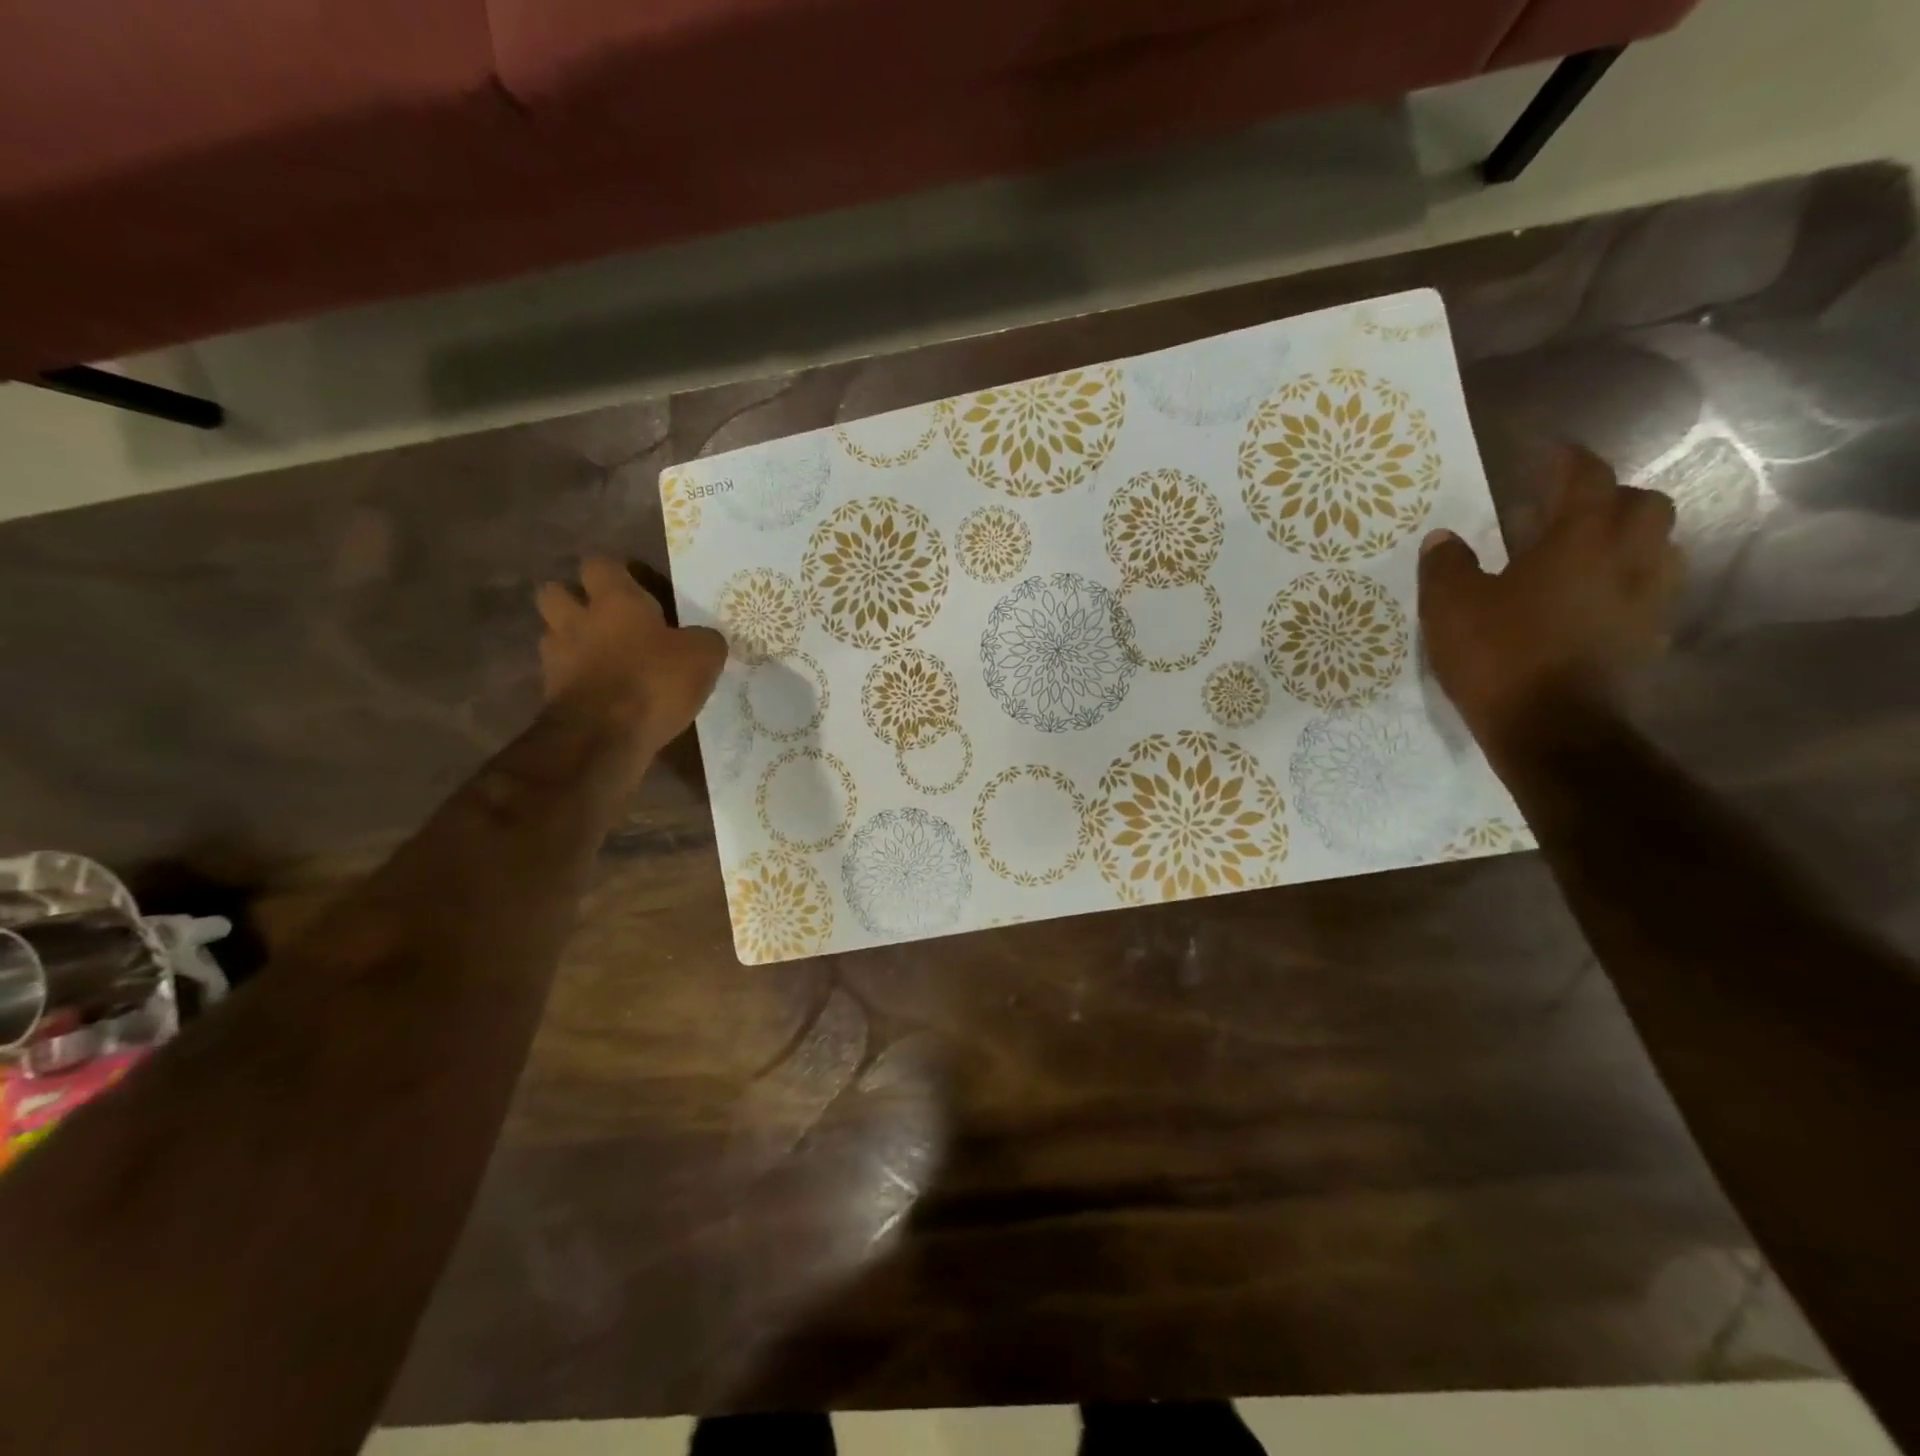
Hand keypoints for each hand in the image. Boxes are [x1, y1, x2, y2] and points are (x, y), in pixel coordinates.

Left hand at [536, 558, 725, 754]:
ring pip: (552, 634)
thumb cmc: (654, 682)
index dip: (616, 573)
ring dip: (571, 640)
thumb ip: (704, 640)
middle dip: (574, 599)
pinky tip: (601, 693)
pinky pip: (560, 675)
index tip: (637, 588)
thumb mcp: (703, 657)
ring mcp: (557, 657)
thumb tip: (703, 639)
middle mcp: (577, 620)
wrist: (604, 737)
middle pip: (555, 591)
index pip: (600, 564)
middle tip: (604, 618)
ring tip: (601, 658)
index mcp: (615, 600)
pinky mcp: (550, 694)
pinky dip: (576, 679)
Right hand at [1418, 445, 1682, 751]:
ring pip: (1654, 546)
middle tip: (1563, 510)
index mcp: (1580, 539)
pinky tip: (1589, 601)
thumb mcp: (1451, 607)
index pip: (1586, 477)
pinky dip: (1623, 582)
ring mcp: (1646, 599)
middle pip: (1641, 504)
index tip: (1545, 451)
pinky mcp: (1647, 637)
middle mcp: (1628, 557)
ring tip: (1580, 554)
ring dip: (1623, 539)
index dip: (1566, 459)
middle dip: (1607, 497)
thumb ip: (1446, 565)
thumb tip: (1444, 538)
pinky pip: (1647, 590)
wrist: (1553, 730)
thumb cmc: (1500, 656)